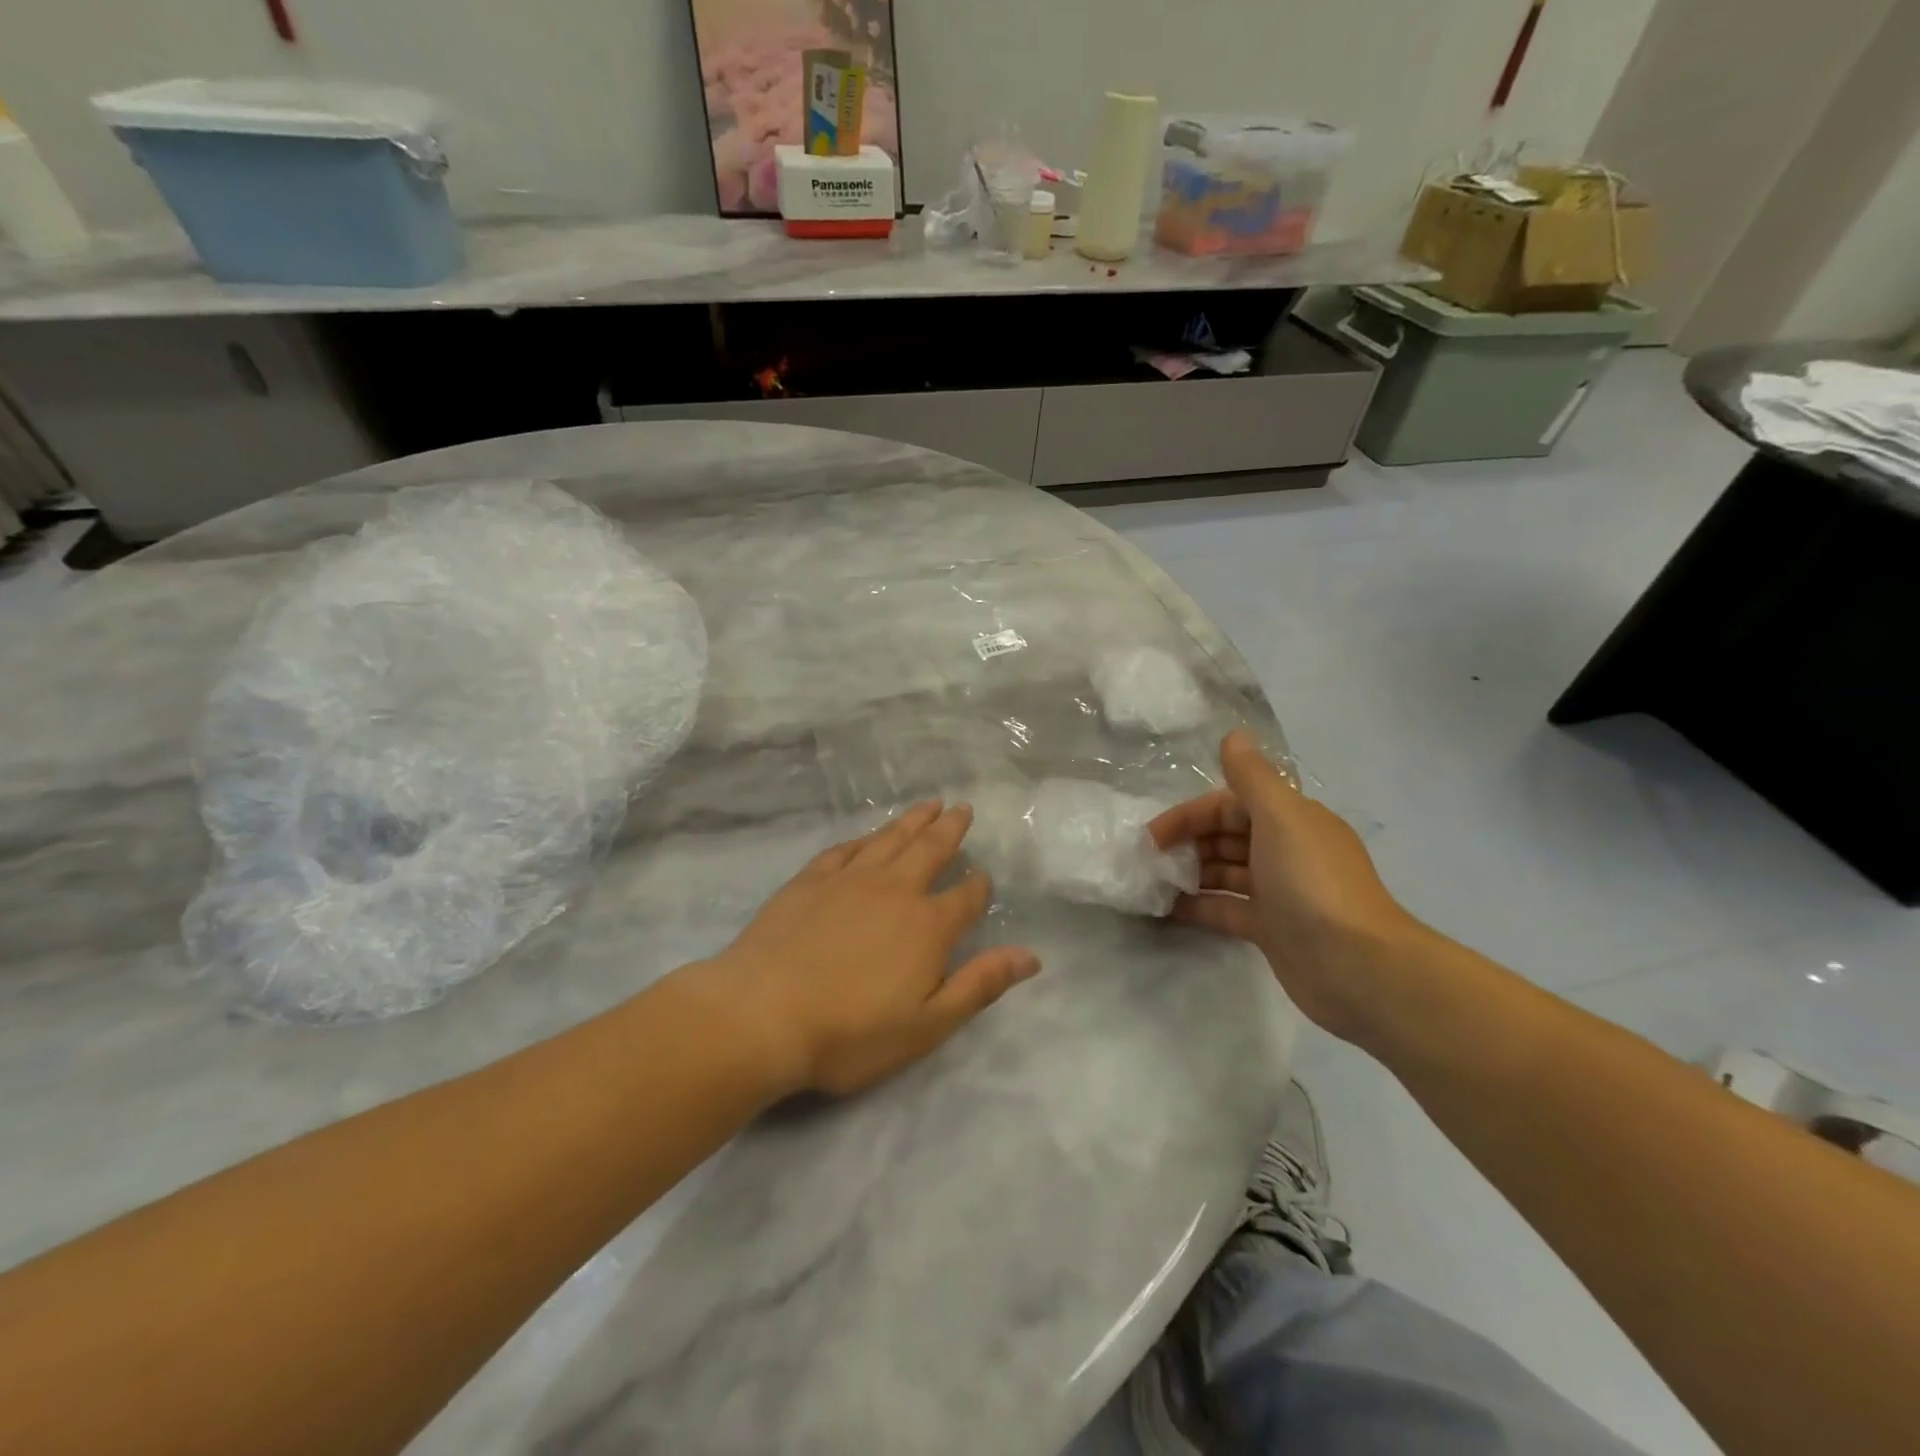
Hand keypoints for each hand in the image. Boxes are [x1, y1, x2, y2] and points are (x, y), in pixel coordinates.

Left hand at [705, 802, 1040, 1096]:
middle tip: (963, 808)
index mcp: (927, 925)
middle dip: (950, 830)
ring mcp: (849, 879)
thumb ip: (980, 985)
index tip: (985, 878)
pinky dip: (863, 838)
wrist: (761, 1014)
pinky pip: (845, 849)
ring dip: (913, 820)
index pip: (965, 898)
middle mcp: (894, 890)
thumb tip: (1031, 956)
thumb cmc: (850, 1032)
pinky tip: (867, 836)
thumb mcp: (927, 1024)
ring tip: (929, 804)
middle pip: (930, 850)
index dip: (979, 887)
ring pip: (890, 839)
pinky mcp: (810, 880)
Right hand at [1149, 731, 1427, 1044]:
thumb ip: (1252, 777)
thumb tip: (1233, 734)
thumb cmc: (1312, 882)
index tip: (1153, 837)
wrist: (1356, 965)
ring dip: (1189, 874)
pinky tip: (1166, 911)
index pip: (1229, 806)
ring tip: (1152, 885)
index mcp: (1291, 820)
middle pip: (1225, 837)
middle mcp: (1284, 851)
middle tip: (1149, 862)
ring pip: (1223, 873)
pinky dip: (1197, 907)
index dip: (1190, 816)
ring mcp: (1278, 892)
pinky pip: (1225, 909)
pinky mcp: (1271, 929)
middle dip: (1187, 844)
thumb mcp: (1281, 818)